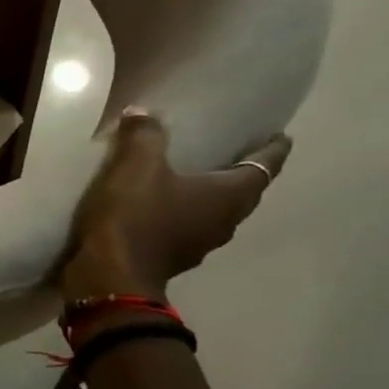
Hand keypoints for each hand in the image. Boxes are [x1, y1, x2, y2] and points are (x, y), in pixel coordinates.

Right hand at [60, 109, 291, 301]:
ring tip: (190, 177)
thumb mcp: (134, 166)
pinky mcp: (172, 256)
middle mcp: (225, 221)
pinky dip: (180, 213)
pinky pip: (186, 227)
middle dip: (239, 171)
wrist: (109, 275)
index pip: (265, 166)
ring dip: (208, 195)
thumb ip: (143, 136)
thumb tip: (143, 113)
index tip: (279, 135)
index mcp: (229, 195)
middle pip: (243, 191)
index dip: (272, 148)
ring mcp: (200, 243)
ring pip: (214, 212)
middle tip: (229, 151)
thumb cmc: (134, 216)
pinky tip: (158, 206)